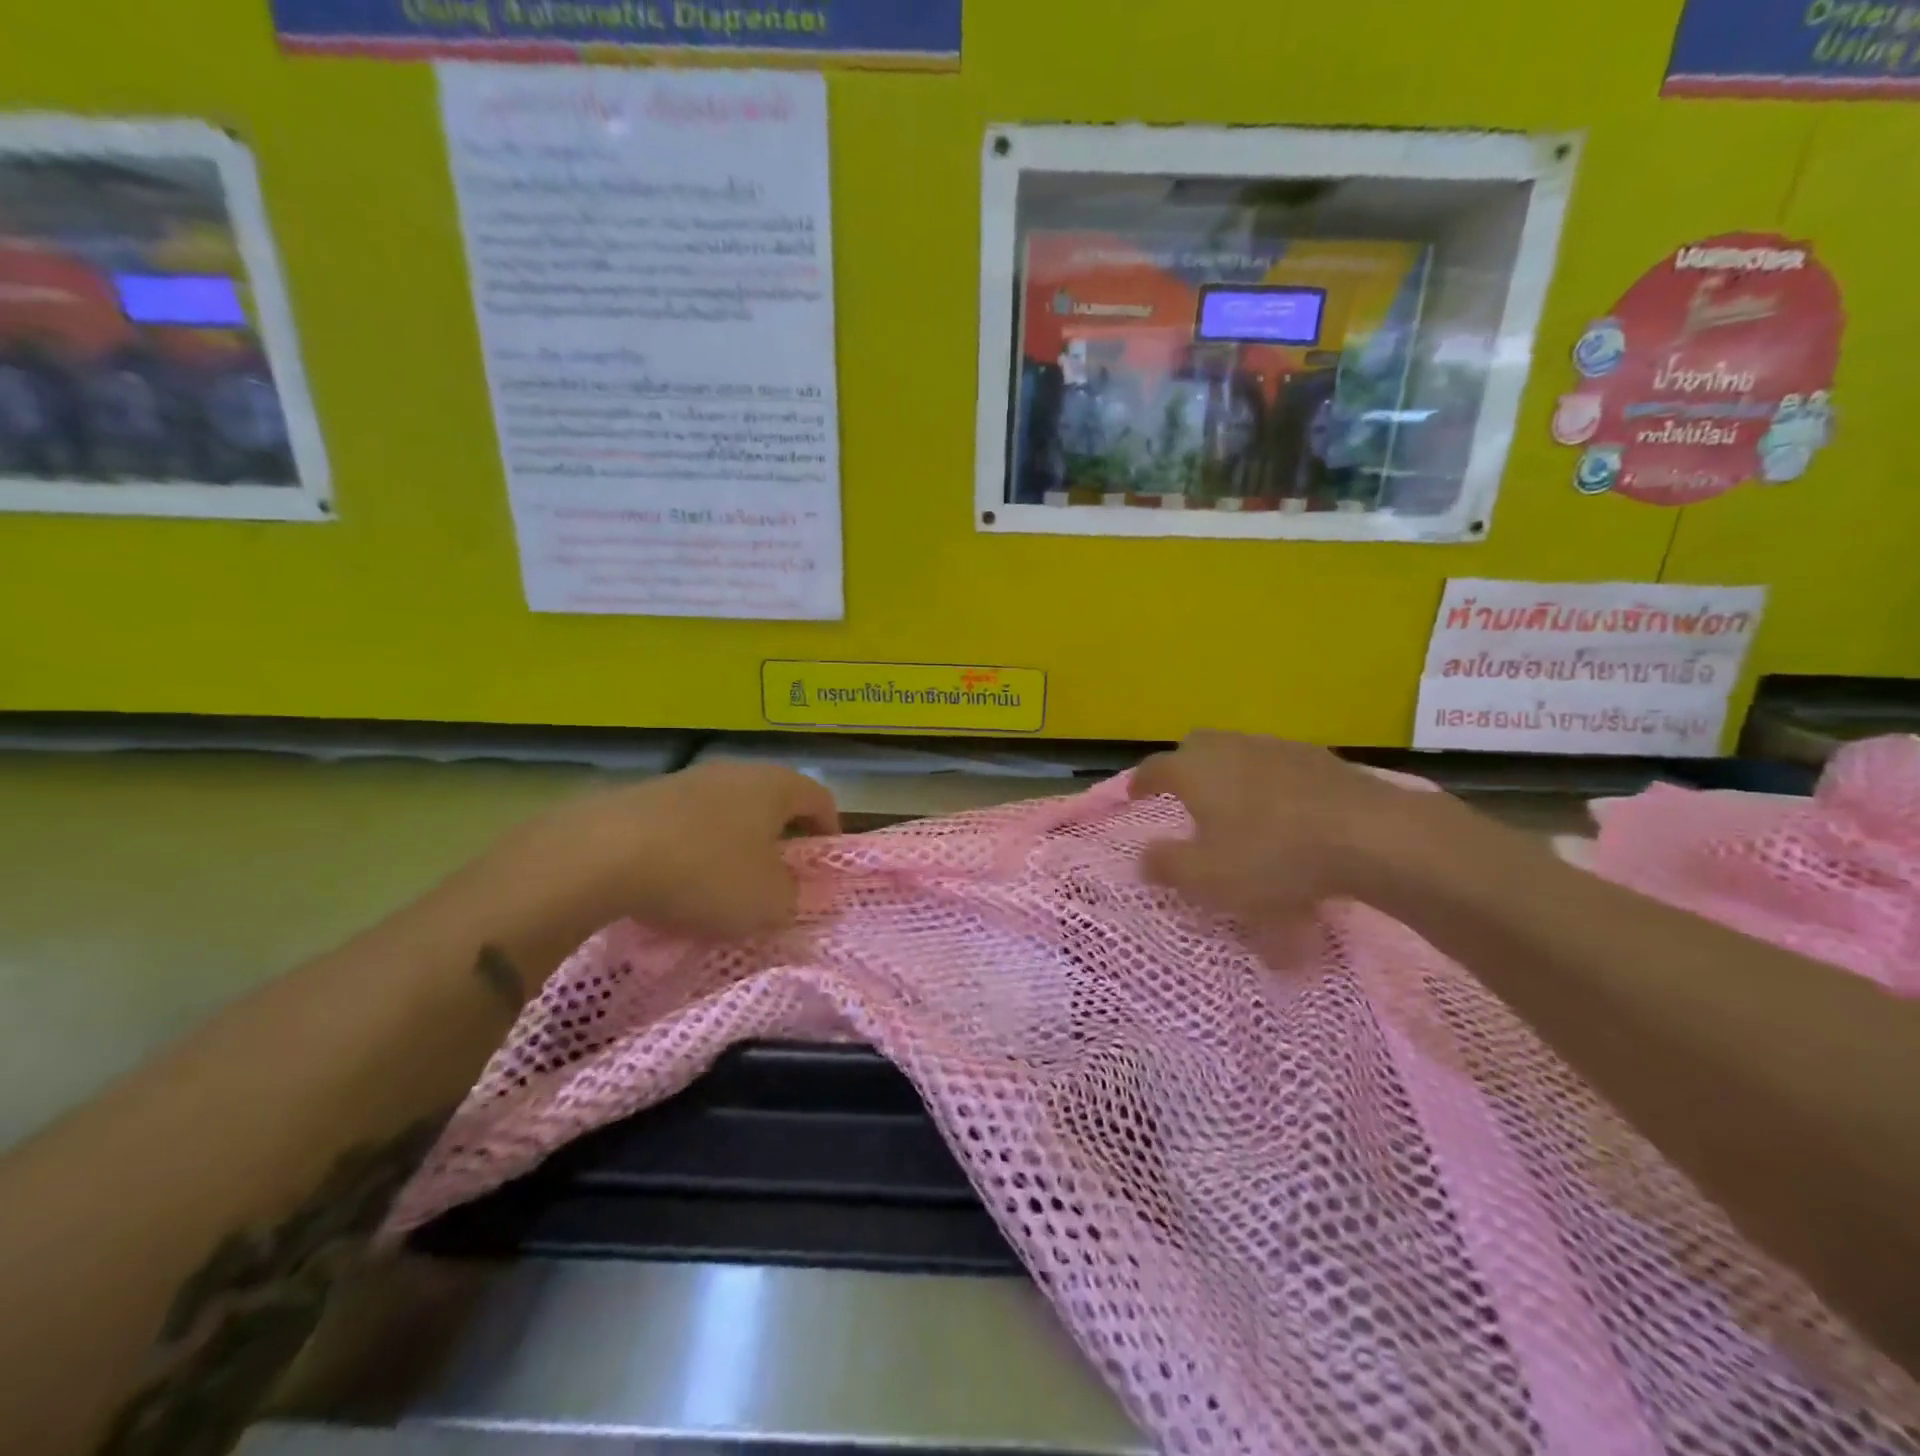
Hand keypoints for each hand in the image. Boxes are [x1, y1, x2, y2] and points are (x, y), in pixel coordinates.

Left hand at [464, 760, 838, 983]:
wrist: (600, 855)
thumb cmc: (706, 873)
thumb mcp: (768, 902)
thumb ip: (791, 896)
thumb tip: (785, 889)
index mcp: (775, 785)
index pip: (820, 799)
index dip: (829, 832)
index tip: (823, 868)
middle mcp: (734, 772)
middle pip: (771, 803)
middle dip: (778, 840)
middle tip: (776, 879)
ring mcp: (684, 780)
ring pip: (725, 813)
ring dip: (731, 846)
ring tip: (721, 888)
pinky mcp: (641, 798)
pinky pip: (683, 826)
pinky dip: (690, 852)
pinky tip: (674, 885)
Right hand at [1129, 731, 1453, 923]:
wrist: (1369, 835)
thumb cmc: (1272, 856)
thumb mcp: (1206, 878)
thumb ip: (1166, 866)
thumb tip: (1143, 856)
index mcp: (1194, 769)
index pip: (1154, 768)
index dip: (1140, 783)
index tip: (1134, 795)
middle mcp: (1230, 747)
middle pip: (1195, 746)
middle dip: (1183, 766)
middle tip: (1184, 793)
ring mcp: (1276, 746)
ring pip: (1238, 750)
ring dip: (1228, 771)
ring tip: (1234, 802)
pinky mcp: (1317, 757)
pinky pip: (1276, 763)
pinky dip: (1268, 779)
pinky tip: (1283, 806)